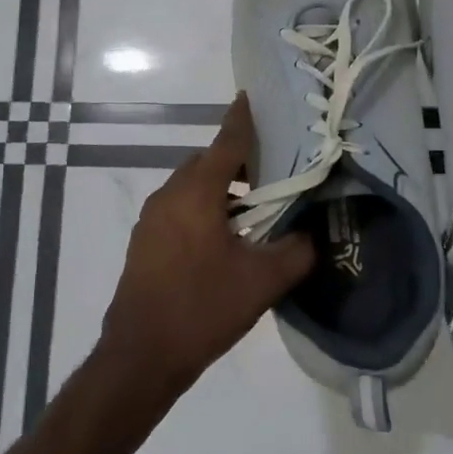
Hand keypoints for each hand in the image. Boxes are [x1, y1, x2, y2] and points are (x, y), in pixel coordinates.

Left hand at [98, 95, 314, 404]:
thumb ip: (295, 252)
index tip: (252, 97)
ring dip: (220, 189)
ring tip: (252, 210)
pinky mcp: (145, 241)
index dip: (243, 119)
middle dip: (237, 161)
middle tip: (271, 173)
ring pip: (191, 187)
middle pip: (207, 163)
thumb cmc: (202, 309)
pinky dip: (203, 208)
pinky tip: (223, 239)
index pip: (226, 142)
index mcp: (196, 193)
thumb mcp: (261, 283)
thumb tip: (312, 235)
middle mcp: (169, 194)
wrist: (140, 356)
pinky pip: (179, 208)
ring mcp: (152, 218)